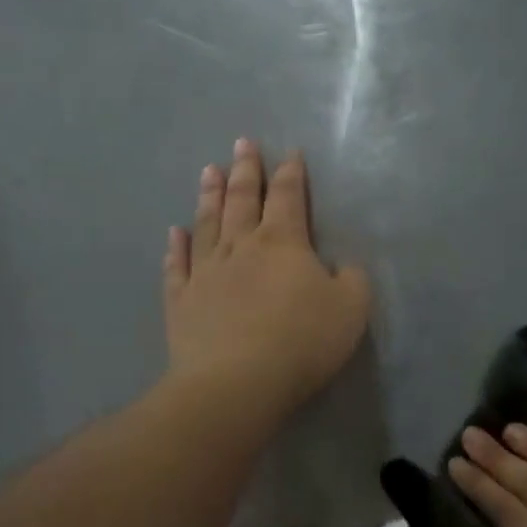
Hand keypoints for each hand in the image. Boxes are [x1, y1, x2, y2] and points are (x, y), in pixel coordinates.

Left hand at [163, 139, 371, 423]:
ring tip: (209, 170)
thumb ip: (352, 280)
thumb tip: (341, 266)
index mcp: (283, 243)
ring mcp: (205, 272)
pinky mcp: (181, 301)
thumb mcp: (351, 309)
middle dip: (246, 170)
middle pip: (242, 199)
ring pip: (207, 223)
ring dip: (209, 195)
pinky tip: (174, 232)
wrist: (236, 382)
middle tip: (242, 143)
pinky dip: (176, 247)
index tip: (290, 152)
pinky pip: (177, 266)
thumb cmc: (301, 342)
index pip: (288, 197)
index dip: (291, 173)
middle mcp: (240, 247)